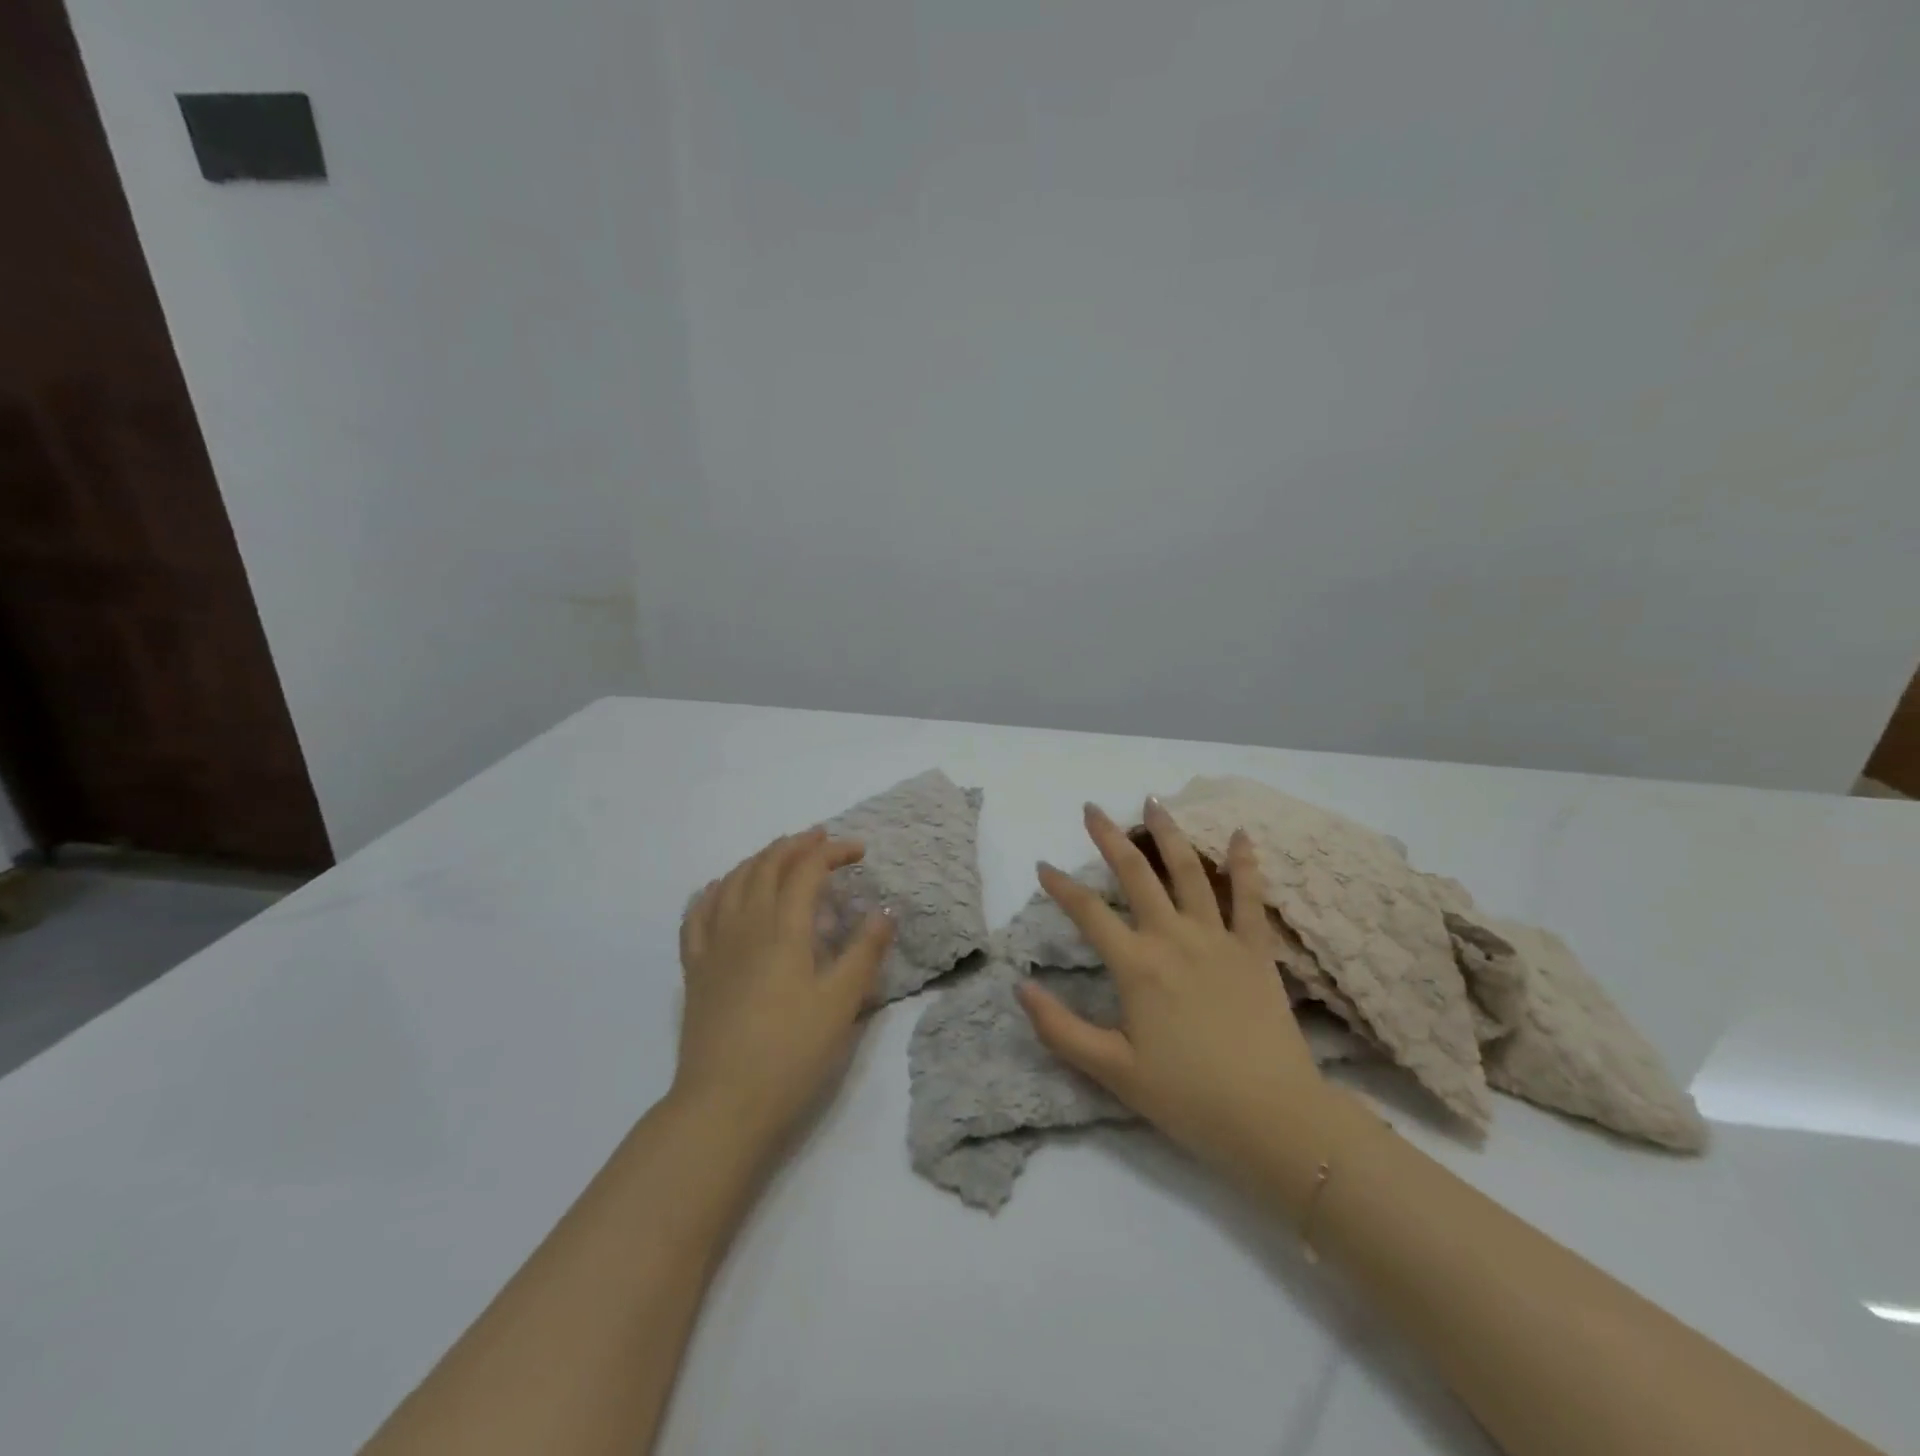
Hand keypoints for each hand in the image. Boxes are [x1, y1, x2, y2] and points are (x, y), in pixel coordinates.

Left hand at [675, 830, 893, 1154]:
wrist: (724, 1104)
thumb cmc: (791, 1053)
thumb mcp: (841, 1003)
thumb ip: (864, 952)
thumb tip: (884, 911)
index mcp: (784, 928)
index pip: (807, 870)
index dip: (832, 852)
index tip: (858, 851)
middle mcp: (745, 924)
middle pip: (767, 866)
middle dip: (796, 845)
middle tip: (821, 839)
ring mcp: (714, 946)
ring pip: (732, 882)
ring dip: (758, 859)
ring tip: (778, 855)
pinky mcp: (695, 969)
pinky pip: (697, 914)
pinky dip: (713, 891)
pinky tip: (720, 890)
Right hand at [1016, 799, 1331, 1190]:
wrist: (1272, 1118)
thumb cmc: (1187, 1098)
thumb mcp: (1112, 1070)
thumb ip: (1060, 1029)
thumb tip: (1021, 988)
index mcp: (1137, 966)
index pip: (1089, 913)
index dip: (1061, 887)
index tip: (1043, 865)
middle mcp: (1174, 938)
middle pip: (1137, 875)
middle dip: (1110, 839)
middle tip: (1092, 809)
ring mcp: (1218, 938)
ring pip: (1189, 872)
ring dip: (1168, 835)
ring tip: (1153, 803)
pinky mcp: (1255, 950)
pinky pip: (1250, 898)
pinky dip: (1245, 864)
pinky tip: (1241, 835)